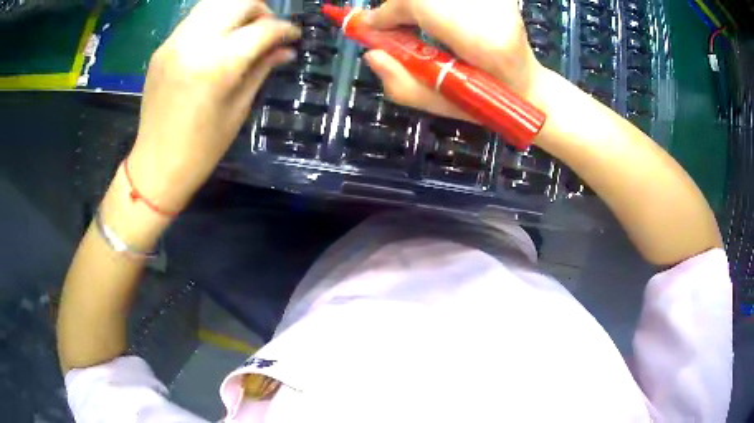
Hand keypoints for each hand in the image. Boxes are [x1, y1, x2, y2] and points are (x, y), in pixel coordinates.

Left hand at [129, 0, 300, 211]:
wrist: (156, 164)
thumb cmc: (202, 148)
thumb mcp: (238, 109)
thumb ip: (262, 69)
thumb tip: (286, 50)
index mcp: (217, 64)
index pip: (263, 28)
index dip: (285, 29)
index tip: (294, 36)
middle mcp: (194, 42)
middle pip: (239, 2)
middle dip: (262, 10)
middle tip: (268, 30)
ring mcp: (174, 41)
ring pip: (214, 2)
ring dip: (237, 9)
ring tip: (244, 30)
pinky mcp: (162, 47)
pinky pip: (195, 18)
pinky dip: (214, 19)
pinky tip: (219, 39)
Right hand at [363, 0, 544, 120]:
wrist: (524, 88)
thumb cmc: (483, 100)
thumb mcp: (438, 105)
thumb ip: (401, 84)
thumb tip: (372, 55)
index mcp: (483, 40)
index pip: (419, 3)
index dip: (388, 12)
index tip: (369, 26)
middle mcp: (493, 11)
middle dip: (403, 7)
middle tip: (393, 26)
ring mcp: (497, 1)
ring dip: (419, 6)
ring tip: (418, 25)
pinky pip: (451, 1)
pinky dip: (437, 6)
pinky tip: (441, 19)